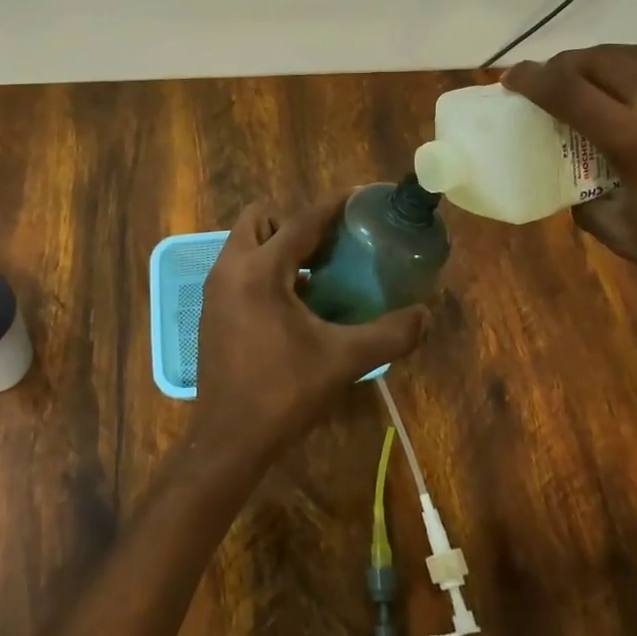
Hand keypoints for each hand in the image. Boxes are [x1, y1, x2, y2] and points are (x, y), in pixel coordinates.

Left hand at [192, 199, 428, 464]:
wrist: (228, 438)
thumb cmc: (283, 392)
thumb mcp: (343, 360)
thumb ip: (389, 334)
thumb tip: (425, 314)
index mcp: (260, 270)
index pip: (301, 221)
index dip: (333, 206)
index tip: (360, 197)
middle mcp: (230, 268)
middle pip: (260, 218)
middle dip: (293, 222)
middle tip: (329, 245)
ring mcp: (215, 289)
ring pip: (245, 243)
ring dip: (277, 246)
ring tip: (317, 272)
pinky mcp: (211, 309)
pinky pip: (238, 268)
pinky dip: (263, 268)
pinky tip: (294, 302)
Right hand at [503, 45, 636, 362]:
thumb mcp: (631, 240)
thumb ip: (590, 204)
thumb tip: (574, 187)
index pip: (567, 90)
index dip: (531, 80)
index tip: (513, 80)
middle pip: (604, 58)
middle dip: (569, 66)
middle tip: (557, 83)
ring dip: (619, 62)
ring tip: (610, 82)